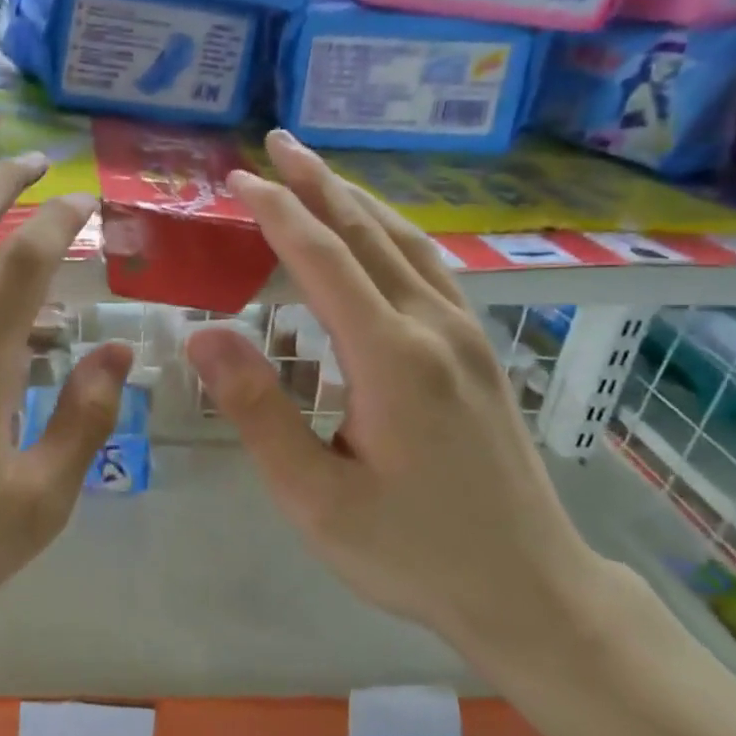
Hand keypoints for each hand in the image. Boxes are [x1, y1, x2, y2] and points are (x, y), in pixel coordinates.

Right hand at [183, 131, 598, 655]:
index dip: (278, 213)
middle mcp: (435, 328)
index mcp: (393, 358)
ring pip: (406, 243)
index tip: (237, 179)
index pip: (325, 260)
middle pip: (369, 233)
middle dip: (317, 184)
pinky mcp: (479, 352)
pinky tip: (378, 235)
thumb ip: (258, 411)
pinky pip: (430, 268)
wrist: (530, 590)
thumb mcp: (315, 496)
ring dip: (357, 200)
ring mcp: (467, 336)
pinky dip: (392, 233)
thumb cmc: (411, 551)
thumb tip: (204, 336)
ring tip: (317, 172)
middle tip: (274, 145)